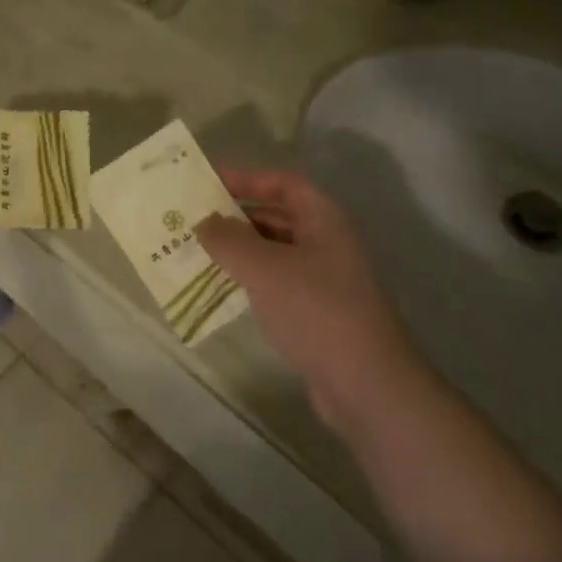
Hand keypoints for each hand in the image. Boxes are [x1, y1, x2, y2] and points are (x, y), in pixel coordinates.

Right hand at [196, 168, 418, 430]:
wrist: (366, 383)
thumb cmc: (316, 310)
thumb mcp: (264, 268)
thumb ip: (229, 240)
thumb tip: (203, 221)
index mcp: (325, 219)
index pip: (284, 183)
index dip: (248, 178)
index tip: (209, 182)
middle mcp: (329, 242)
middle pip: (279, 215)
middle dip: (238, 215)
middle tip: (195, 219)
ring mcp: (326, 279)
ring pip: (276, 251)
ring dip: (241, 249)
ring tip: (200, 251)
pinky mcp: (319, 312)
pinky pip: (278, 282)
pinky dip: (251, 278)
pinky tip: (224, 287)